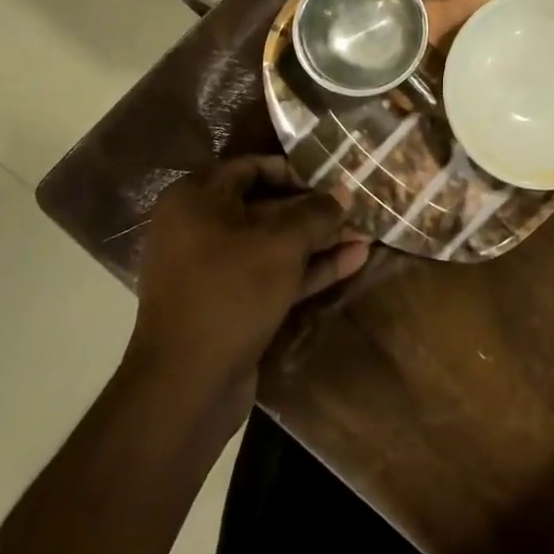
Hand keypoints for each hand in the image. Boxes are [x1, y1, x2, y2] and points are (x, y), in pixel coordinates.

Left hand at [124, 157, 370, 421]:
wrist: (186, 386)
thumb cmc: (229, 294)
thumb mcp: (280, 245)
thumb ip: (316, 214)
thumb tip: (344, 193)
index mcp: (196, 201)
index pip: (251, 168)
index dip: (294, 171)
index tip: (331, 179)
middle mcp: (200, 229)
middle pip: (266, 208)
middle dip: (315, 211)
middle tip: (358, 209)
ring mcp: (215, 270)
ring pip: (275, 245)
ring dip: (320, 241)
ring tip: (367, 235)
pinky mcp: (231, 304)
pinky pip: (274, 275)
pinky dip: (310, 269)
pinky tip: (355, 261)